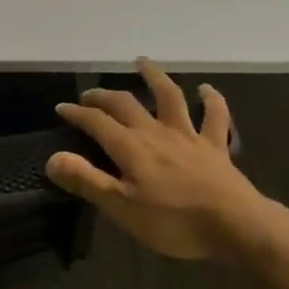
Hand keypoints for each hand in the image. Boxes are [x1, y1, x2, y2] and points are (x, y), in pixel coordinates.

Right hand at [48, 60, 288, 266]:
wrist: (236, 226)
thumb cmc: (174, 222)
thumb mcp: (122, 208)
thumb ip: (87, 180)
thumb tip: (52, 158)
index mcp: (131, 147)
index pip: (96, 122)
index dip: (77, 113)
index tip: (62, 108)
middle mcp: (156, 132)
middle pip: (126, 104)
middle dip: (104, 96)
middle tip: (90, 94)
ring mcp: (188, 136)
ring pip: (169, 97)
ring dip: (154, 77)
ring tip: (142, 62)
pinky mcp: (215, 147)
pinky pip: (214, 117)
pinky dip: (211, 100)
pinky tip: (206, 89)